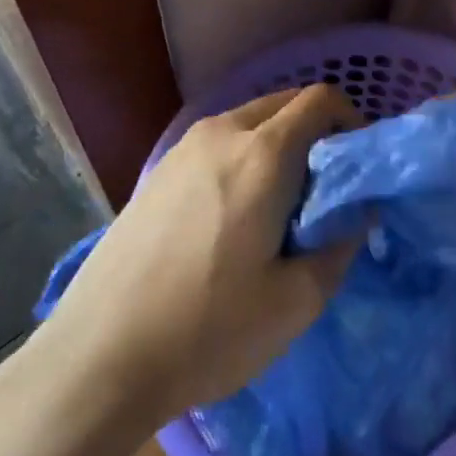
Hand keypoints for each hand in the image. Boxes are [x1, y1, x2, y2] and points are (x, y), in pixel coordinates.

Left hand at [41, 84, 361, 425]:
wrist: (98, 356)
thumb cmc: (208, 329)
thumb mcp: (295, 302)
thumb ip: (339, 245)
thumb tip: (355, 213)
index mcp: (262, 154)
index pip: (320, 100)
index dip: (351, 121)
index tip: (357, 169)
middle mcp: (222, 133)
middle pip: (284, 104)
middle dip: (316, 133)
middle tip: (323, 193)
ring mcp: (183, 148)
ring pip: (249, 122)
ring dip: (278, 146)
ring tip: (278, 209)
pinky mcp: (158, 170)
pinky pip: (218, 144)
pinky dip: (243, 158)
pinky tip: (232, 217)